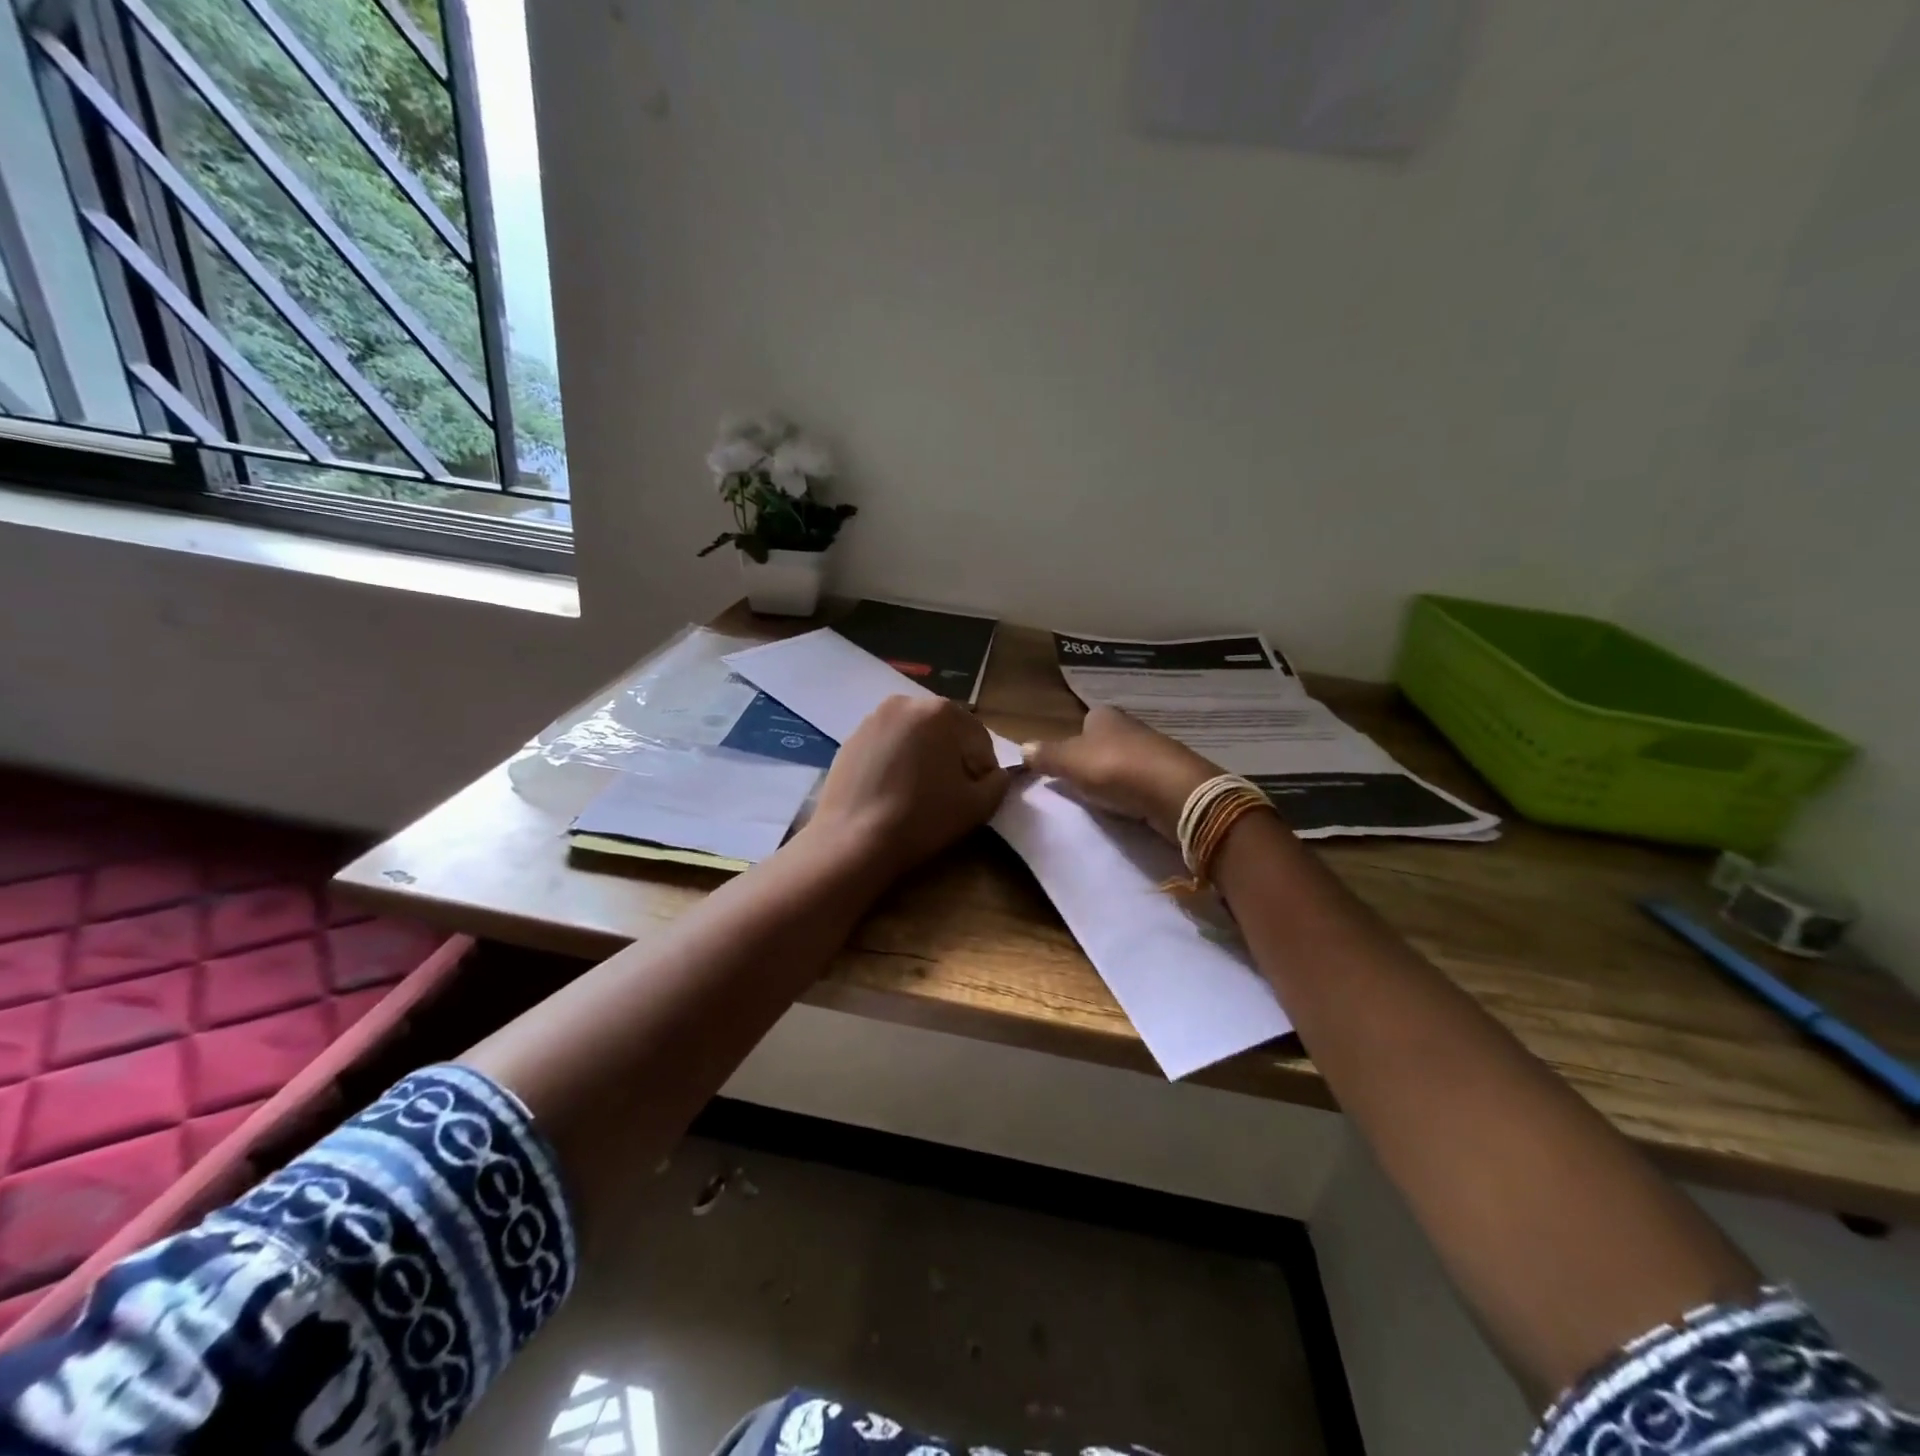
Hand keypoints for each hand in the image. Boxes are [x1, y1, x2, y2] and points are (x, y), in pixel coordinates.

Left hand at [807, 696, 1010, 870]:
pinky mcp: (851, 738)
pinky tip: (891, 791)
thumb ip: (998, 783)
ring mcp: (873, 718)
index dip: (983, 771)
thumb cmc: (921, 818)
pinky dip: (896, 762)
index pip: (979, 740)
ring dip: (923, 758)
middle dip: (952, 758)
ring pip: (915, 737)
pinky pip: (887, 746)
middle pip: (946, 732)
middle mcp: (906, 703)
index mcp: (942, 711)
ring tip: (916, 794)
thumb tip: (995, 775)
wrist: (853, 840)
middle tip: (946, 795)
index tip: (973, 797)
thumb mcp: (978, 806)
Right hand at [1022, 706, 1220, 841]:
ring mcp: (1153, 750)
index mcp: (1104, 716)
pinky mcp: (1169, 775)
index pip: (1083, 723)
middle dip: (1094, 761)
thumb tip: (1022, 748)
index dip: (1073, 742)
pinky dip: (1133, 792)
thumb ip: (1046, 756)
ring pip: (1124, 762)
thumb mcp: (1070, 761)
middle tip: (1080, 785)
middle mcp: (1130, 726)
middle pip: (1104, 742)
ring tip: (1103, 799)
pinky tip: (1128, 806)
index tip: (1065, 767)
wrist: (1174, 792)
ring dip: (1114, 778)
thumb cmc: (1115, 768)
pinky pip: (1142, 782)